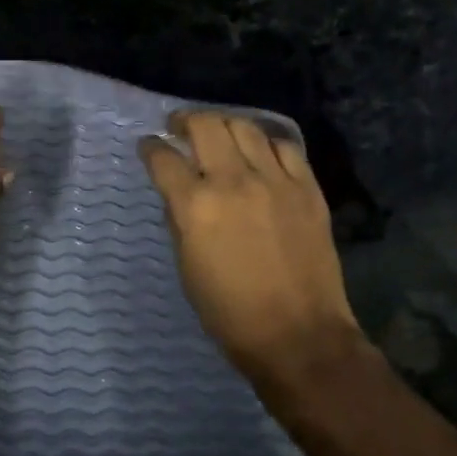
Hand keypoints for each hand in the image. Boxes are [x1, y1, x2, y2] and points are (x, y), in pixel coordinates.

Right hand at [140, 110, 360, 390]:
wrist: (297, 334)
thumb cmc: (229, 312)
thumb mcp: (186, 266)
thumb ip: (179, 220)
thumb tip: (178, 193)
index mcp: (196, 206)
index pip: (163, 159)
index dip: (150, 148)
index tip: (148, 146)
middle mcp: (234, 182)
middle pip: (205, 126)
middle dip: (185, 120)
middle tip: (178, 126)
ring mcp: (275, 181)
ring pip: (245, 127)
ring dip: (224, 124)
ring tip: (217, 131)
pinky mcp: (307, 188)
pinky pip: (285, 147)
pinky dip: (265, 142)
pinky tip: (259, 150)